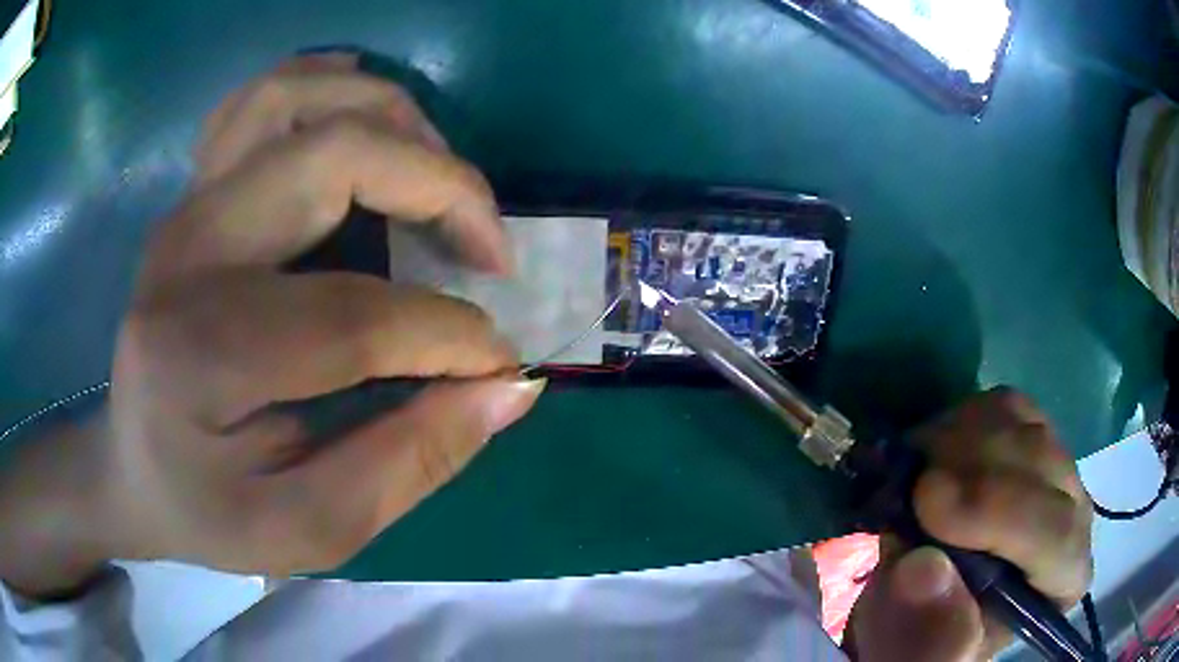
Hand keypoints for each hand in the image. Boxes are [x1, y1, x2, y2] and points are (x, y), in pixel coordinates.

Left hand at [0, 54, 542, 596]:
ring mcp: (187, 207)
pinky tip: (365, 126)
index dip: (452, 336)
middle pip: (334, 154)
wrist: (133, 470)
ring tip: (438, 179)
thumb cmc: (211, 512)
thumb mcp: (310, 529)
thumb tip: (509, 386)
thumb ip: (409, 463)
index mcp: (201, 354)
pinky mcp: (195, 193)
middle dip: (443, 186)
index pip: (354, 317)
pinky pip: (264, 98)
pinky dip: (329, 88)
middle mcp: (188, 252)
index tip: (501, 362)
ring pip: (301, 96)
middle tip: (489, 251)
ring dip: (394, 118)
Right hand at [846, 388, 1093, 661]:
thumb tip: (922, 567)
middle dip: (969, 471)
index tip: (925, 507)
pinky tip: (937, 454)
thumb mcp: (922, 656)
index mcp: (1063, 580)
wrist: (928, 601)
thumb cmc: (930, 638)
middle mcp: (1074, 513)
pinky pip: (1004, 404)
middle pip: (1041, 463)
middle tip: (906, 491)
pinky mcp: (1030, 433)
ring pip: (1022, 423)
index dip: (998, 512)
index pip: (1056, 534)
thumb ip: (928, 636)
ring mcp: (1055, 465)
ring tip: (915, 478)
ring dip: (959, 442)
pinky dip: (962, 420)